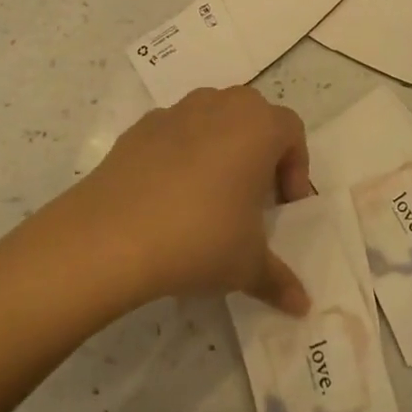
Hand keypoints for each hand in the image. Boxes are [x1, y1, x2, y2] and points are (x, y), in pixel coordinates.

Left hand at [76, 87, 311, 314]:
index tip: (282, 208)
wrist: (110, 236)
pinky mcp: (139, 128)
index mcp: (258, 126)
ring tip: (209, 195)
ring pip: (212, 118)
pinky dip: (180, 154)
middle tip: (251, 197)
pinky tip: (168, 197)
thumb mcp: (247, 265)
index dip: (295, 169)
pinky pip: (174, 133)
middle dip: (259, 151)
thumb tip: (302, 306)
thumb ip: (278, 279)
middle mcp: (221, 106)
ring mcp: (176, 112)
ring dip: (220, 147)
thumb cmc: (199, 238)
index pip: (292, 132)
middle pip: (253, 117)